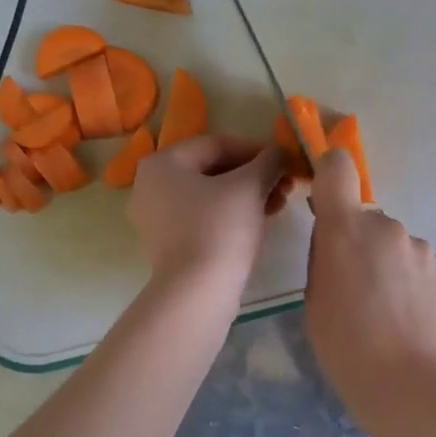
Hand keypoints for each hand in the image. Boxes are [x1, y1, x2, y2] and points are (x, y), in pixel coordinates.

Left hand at [128, 136, 287, 287]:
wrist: (197, 291)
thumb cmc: (220, 228)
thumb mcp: (250, 186)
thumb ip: (269, 161)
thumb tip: (281, 152)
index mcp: (162, 163)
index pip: (217, 145)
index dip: (256, 150)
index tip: (284, 162)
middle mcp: (150, 185)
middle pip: (212, 170)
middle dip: (253, 176)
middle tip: (285, 186)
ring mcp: (155, 217)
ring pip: (209, 195)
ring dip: (246, 196)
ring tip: (279, 205)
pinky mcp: (166, 244)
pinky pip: (201, 218)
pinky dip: (230, 215)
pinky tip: (259, 222)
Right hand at [305, 148, 435, 408]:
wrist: (410, 384)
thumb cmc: (346, 346)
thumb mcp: (315, 299)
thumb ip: (324, 258)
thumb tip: (338, 243)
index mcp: (346, 229)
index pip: (337, 168)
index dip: (328, 170)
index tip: (323, 193)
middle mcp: (386, 226)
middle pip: (364, 218)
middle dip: (356, 242)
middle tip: (351, 287)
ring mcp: (420, 248)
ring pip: (391, 244)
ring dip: (384, 264)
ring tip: (382, 311)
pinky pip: (414, 265)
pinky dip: (406, 283)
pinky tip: (405, 319)